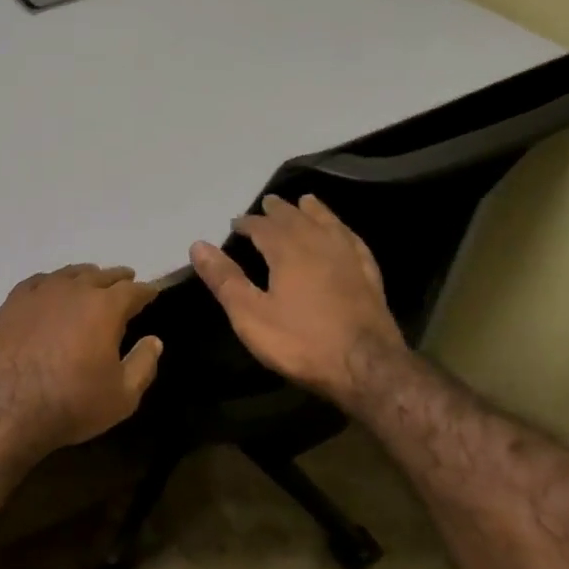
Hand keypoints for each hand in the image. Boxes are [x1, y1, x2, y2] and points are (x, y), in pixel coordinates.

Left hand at [0, 265, 162, 459]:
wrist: (6, 408)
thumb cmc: (71, 403)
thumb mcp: (123, 396)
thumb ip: (144, 364)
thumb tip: (154, 341)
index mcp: (105, 307)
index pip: (133, 291)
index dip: (145, 291)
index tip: (152, 292)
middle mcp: (73, 290)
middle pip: (101, 275)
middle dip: (117, 278)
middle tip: (126, 279)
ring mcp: (39, 293)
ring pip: (68, 274)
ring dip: (85, 276)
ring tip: (91, 279)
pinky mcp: (11, 303)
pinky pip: (37, 282)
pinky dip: (51, 283)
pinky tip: (51, 290)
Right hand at [189, 194, 405, 399]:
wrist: (366, 366)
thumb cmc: (301, 342)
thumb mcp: (250, 316)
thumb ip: (225, 279)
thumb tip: (198, 245)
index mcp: (288, 251)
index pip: (262, 227)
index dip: (247, 223)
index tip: (235, 222)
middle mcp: (319, 244)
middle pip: (296, 218)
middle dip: (279, 210)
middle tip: (268, 202)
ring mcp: (348, 258)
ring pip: (328, 223)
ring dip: (313, 211)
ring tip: (306, 201)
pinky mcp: (369, 275)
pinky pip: (353, 241)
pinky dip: (343, 230)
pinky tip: (343, 233)